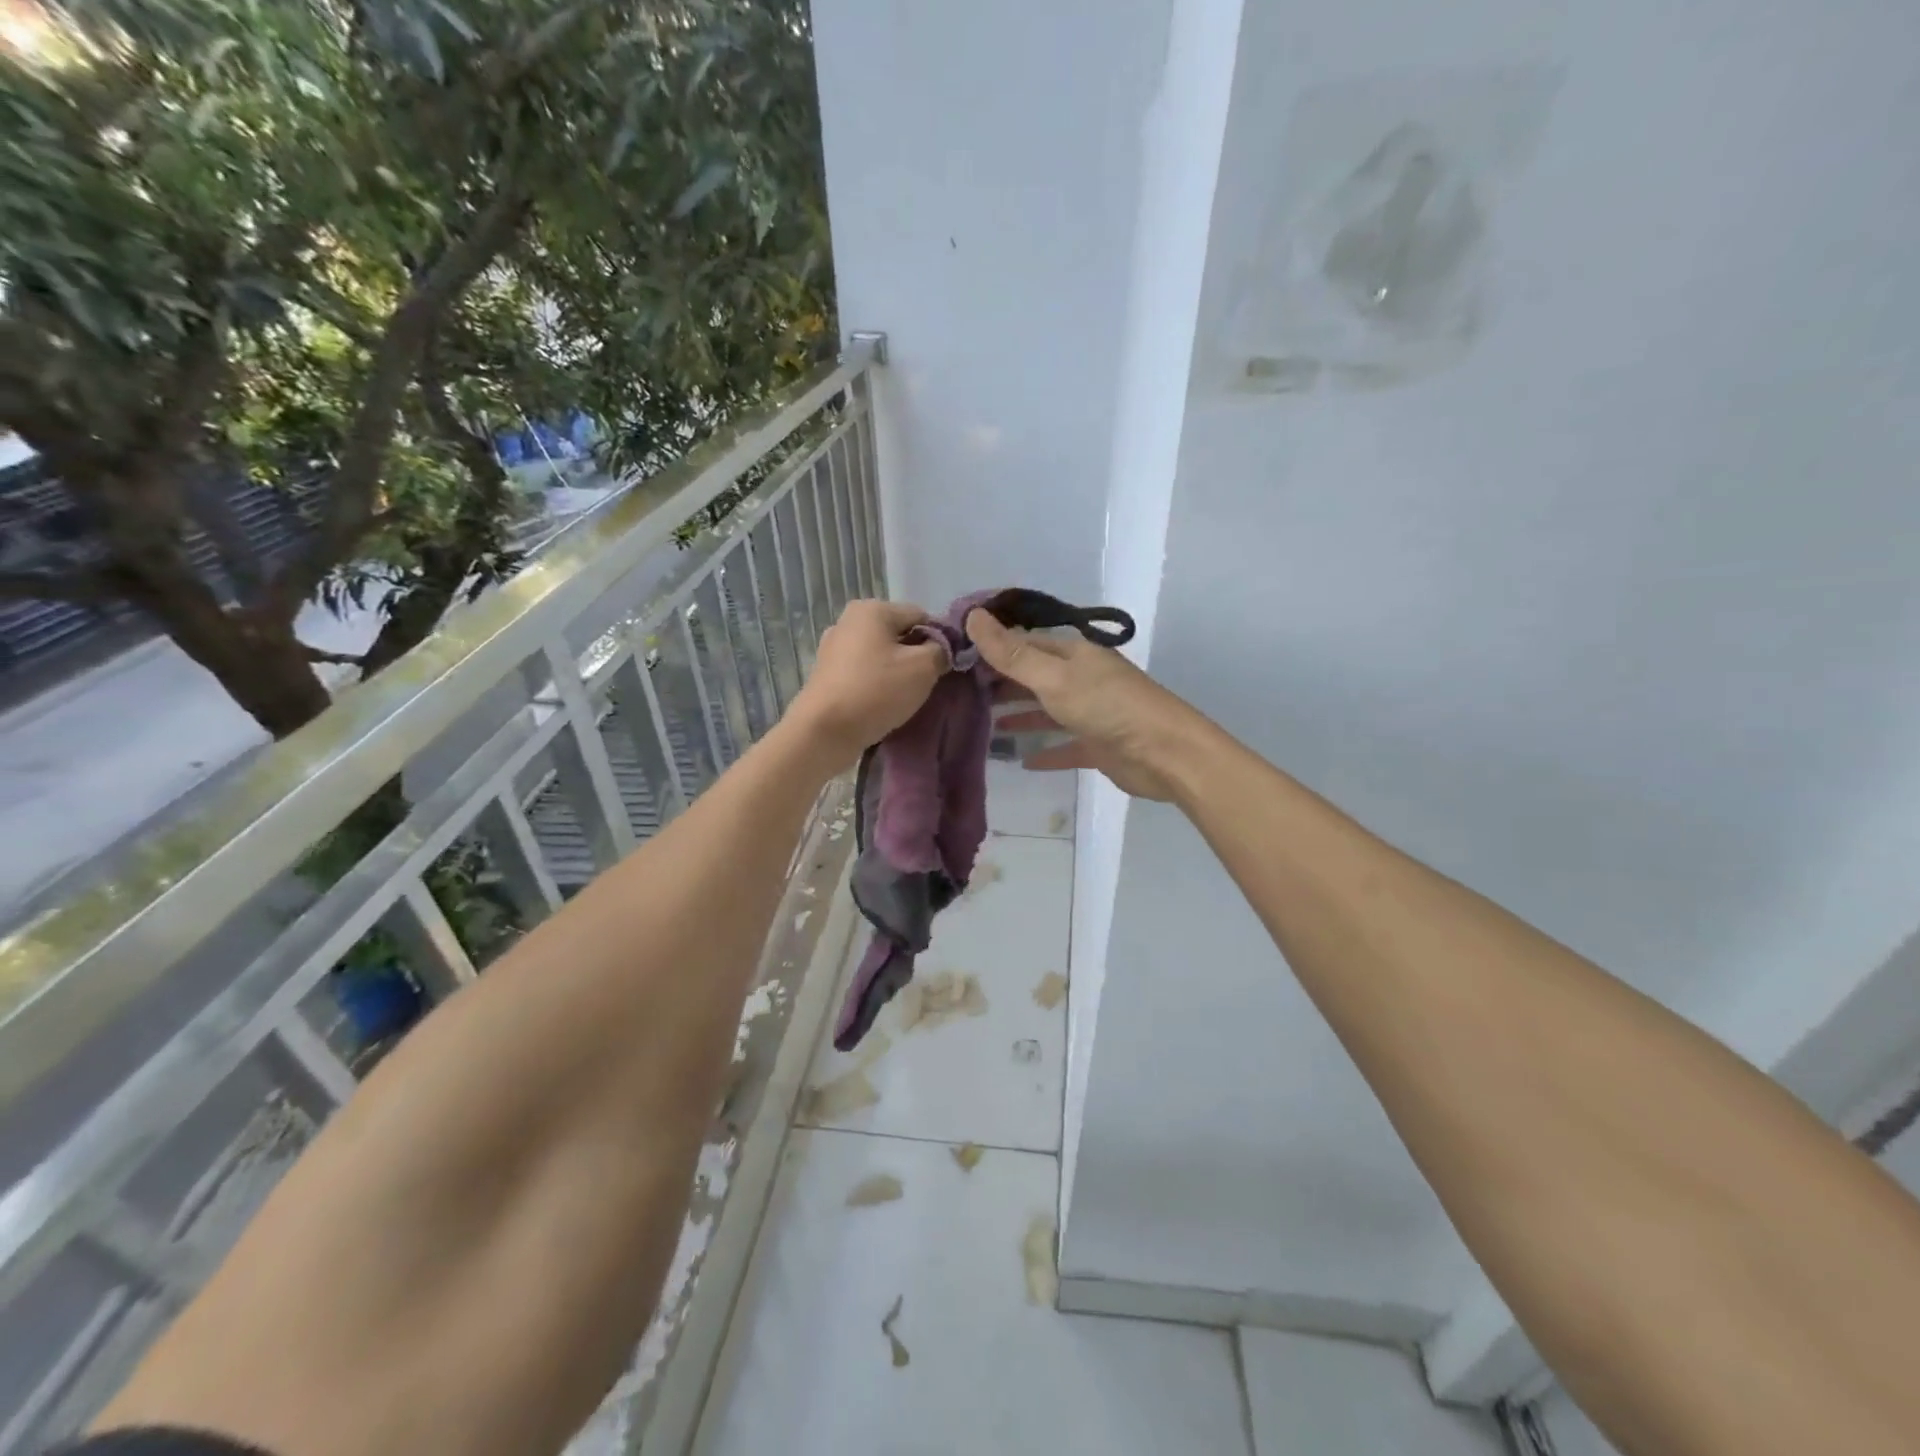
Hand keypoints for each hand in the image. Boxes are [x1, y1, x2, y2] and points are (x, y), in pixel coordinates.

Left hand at [789, 600, 947, 766]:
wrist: (824, 731)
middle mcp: (848, 620)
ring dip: (897, 672)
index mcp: (872, 609)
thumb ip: (941, 650)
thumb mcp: (923, 667)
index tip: (946, 666)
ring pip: (881, 654)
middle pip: (899, 634)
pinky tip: (883, 703)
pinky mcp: (827, 674)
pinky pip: (864, 672)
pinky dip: (877, 683)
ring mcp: (834, 648)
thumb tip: (942, 648)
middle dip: (917, 656)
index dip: (940, 639)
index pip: (921, 616)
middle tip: (928, 683)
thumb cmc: (877, 691)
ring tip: (906, 697)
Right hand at [967, 609, 1207, 800]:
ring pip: (1047, 710)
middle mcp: (1081, 679)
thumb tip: (973, 616)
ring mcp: (1091, 713)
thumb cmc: (1107, 707)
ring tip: (985, 725)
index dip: (993, 647)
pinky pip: (1065, 746)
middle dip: (1002, 683)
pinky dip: (1045, 751)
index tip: (957, 657)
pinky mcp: (1098, 746)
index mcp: (1073, 655)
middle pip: (1035, 676)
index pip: (1025, 643)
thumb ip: (1012, 654)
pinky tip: (1023, 761)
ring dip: (1020, 716)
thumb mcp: (1054, 678)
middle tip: (962, 694)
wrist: (1165, 753)